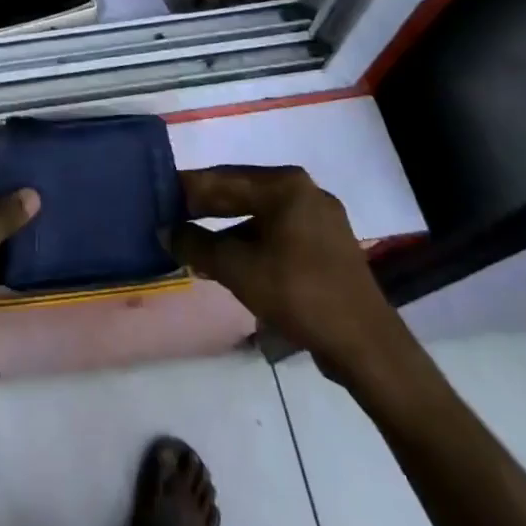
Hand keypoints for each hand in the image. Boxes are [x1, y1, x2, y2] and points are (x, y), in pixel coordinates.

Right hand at [170, 165, 406, 388]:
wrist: (366, 346)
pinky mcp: (326, 245)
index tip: (159, 194)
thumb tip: (165, 231)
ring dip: (226, 230)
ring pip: (259, 215)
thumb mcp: (238, 270)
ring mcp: (319, 218)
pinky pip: (277, 233)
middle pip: (242, 193)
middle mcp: (304, 191)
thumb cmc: (299, 294)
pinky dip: (251, 243)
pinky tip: (229, 261)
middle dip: (206, 209)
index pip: (223, 178)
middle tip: (170, 217)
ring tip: (194, 244)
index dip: (188, 189)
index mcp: (285, 185)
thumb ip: (197, 246)